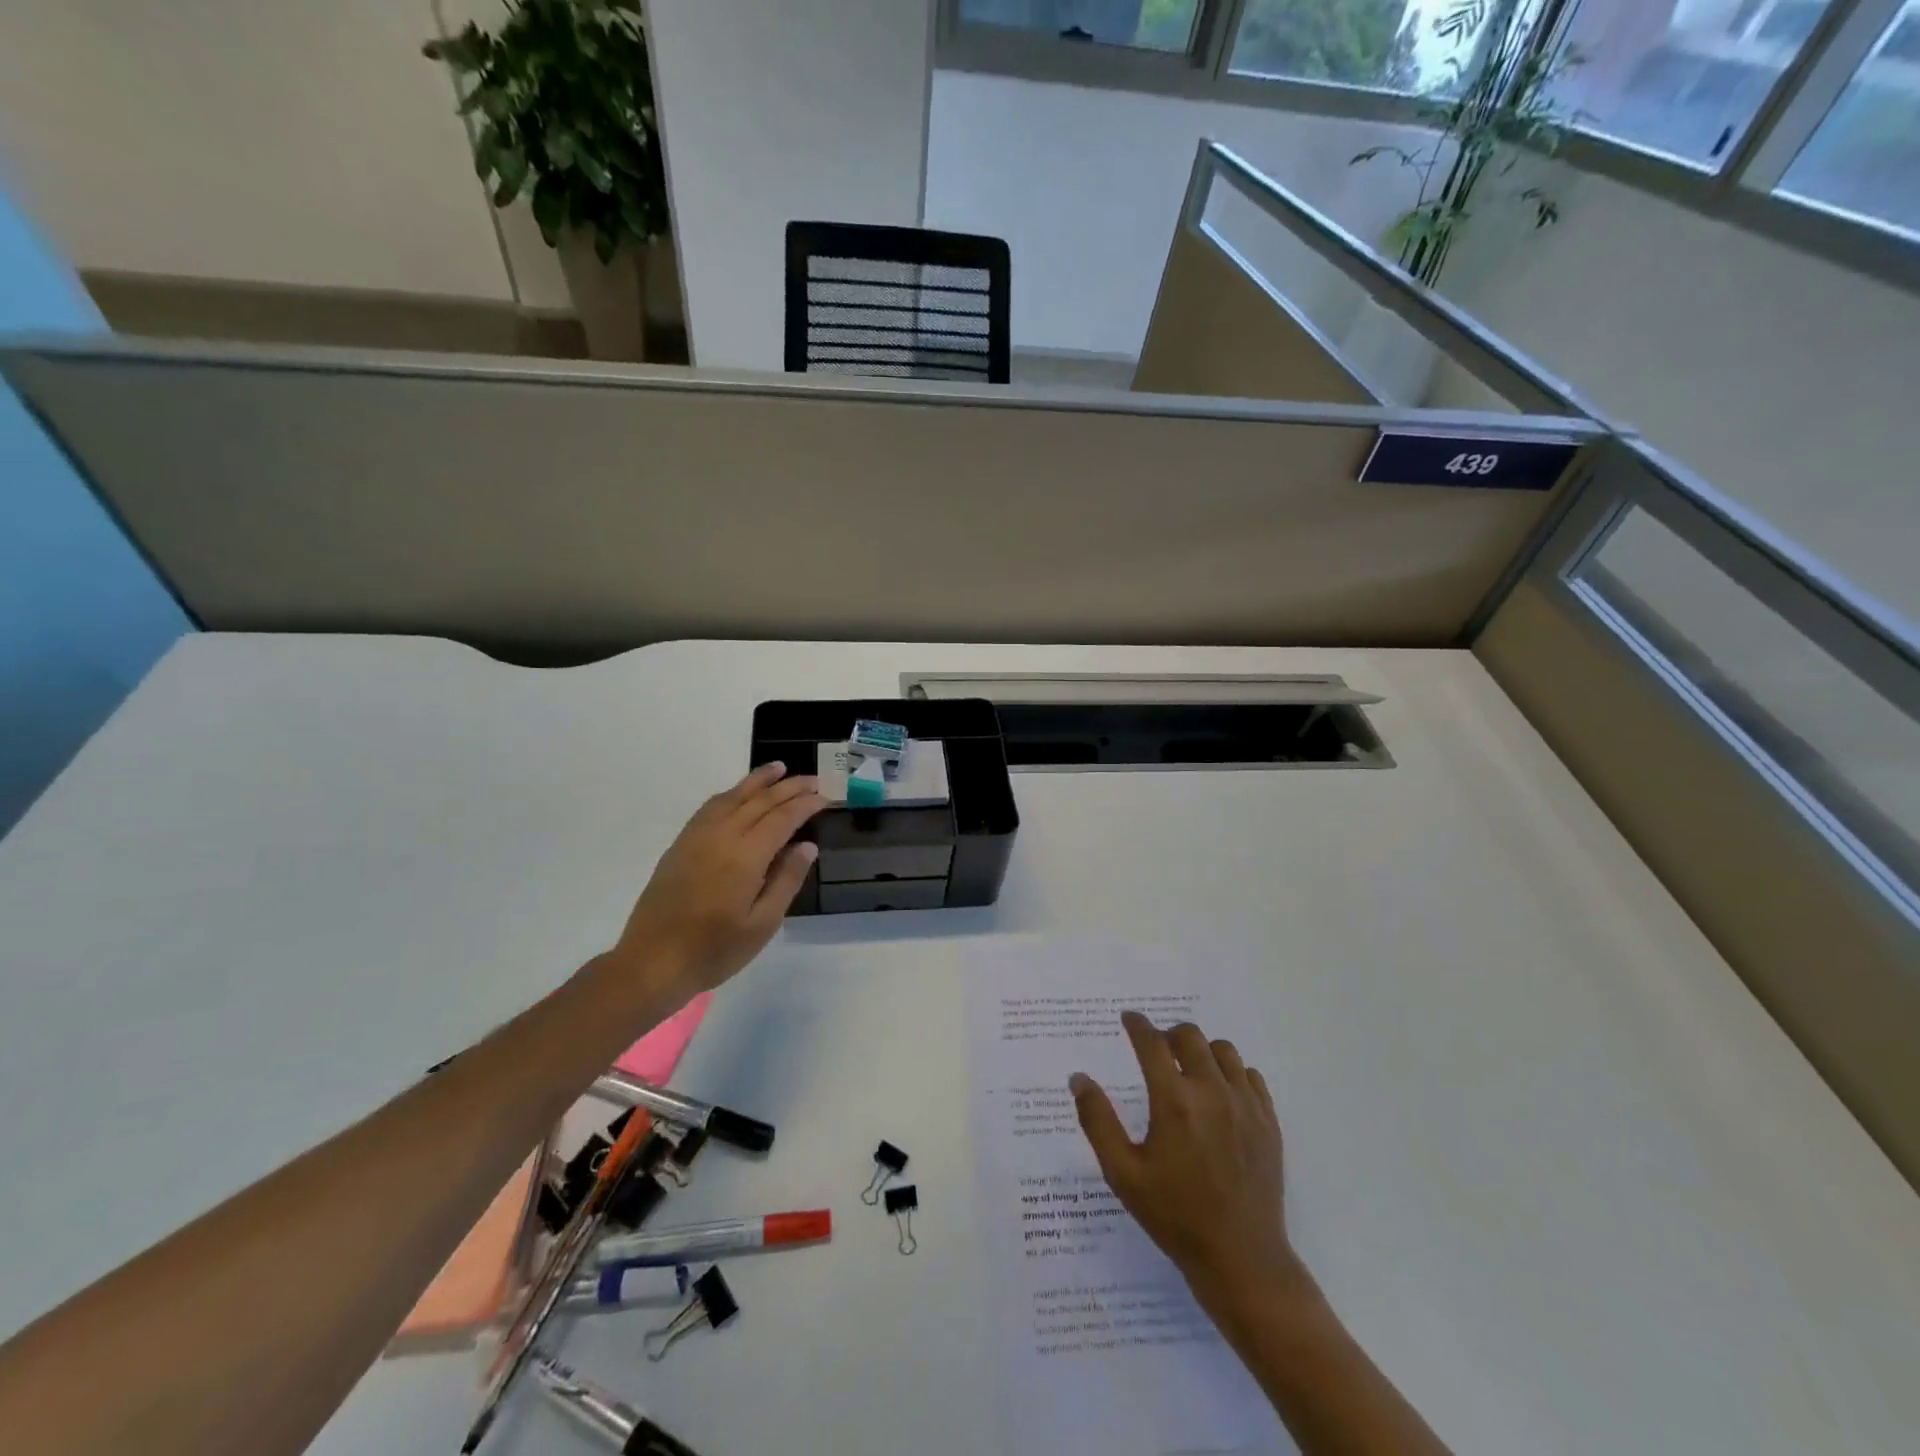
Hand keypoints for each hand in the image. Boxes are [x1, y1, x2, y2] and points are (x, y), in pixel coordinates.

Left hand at [607, 762, 825, 1002]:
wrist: (652, 962)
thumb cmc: (714, 950)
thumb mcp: (763, 924)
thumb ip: (786, 880)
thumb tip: (807, 846)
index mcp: (745, 857)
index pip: (782, 818)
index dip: (805, 805)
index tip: (825, 797)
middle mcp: (721, 837)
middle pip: (760, 801)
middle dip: (788, 787)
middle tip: (813, 780)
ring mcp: (697, 838)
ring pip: (732, 797)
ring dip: (758, 781)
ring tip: (779, 768)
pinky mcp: (680, 845)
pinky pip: (710, 807)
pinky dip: (730, 793)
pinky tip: (739, 793)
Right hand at [1072, 1014, 1306, 1315]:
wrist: (1241, 1259)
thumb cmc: (1175, 1216)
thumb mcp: (1123, 1173)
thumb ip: (1097, 1121)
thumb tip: (1078, 1078)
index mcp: (1174, 1101)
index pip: (1152, 1043)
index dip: (1137, 1025)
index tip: (1129, 1019)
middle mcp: (1211, 1092)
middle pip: (1190, 1036)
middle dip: (1168, 1035)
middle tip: (1157, 1050)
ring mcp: (1245, 1105)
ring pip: (1223, 1050)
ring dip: (1202, 1051)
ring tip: (1189, 1071)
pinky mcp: (1268, 1122)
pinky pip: (1250, 1076)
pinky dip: (1232, 1073)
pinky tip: (1220, 1093)